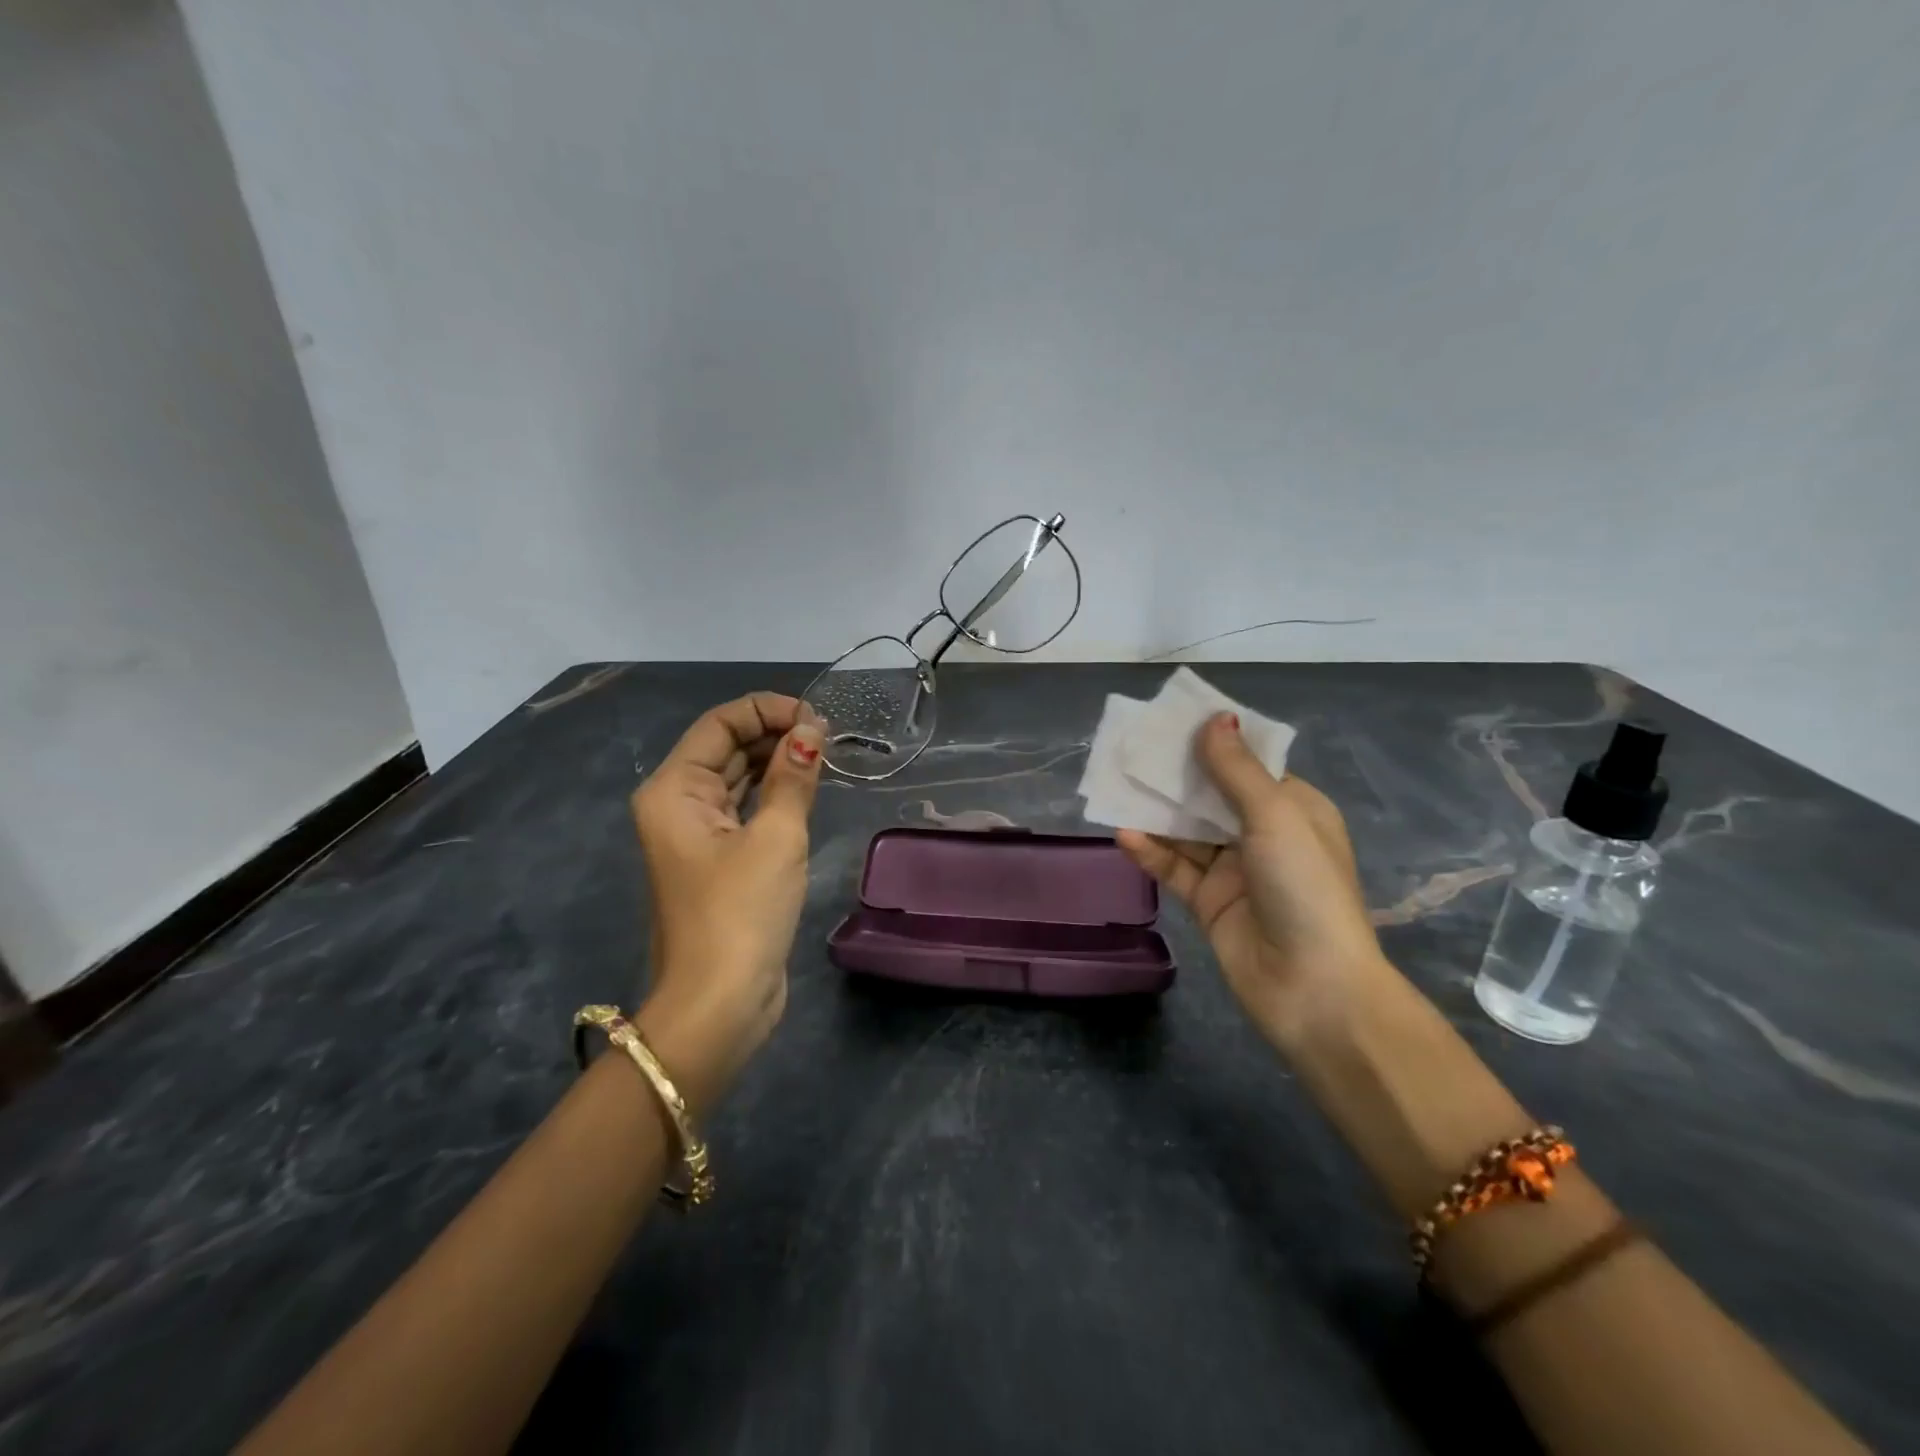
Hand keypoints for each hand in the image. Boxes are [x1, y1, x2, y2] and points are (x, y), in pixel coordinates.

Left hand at [629, 693, 824, 1104]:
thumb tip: (811, 730)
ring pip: (739, 779)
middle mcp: (678, 804)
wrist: (720, 1003)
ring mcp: (697, 834)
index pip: (720, 724)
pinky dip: (776, 795)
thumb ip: (793, 776)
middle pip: (727, 748)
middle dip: (776, 734)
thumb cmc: (741, 912)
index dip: (768, 711)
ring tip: (827, 755)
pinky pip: (747, 810)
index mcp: (675, 789)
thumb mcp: (775, 836)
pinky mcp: (719, 860)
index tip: (818, 719)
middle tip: (831, 737)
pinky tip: (809, 789)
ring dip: (778, 763)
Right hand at [1117, 713, 1385, 1050]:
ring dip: (1156, 812)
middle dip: (1175, 774)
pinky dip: (1150, 852)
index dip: (1213, 741)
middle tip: (1131, 749)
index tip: (1171, 719)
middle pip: (1211, 795)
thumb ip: (1236, 770)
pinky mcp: (1208, 902)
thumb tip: (1214, 717)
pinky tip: (1123, 835)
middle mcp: (1263, 835)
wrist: (1312, 988)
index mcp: (1293, 809)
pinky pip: (1174, 868)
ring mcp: (1233, 870)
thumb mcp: (1275, 817)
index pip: (1248, 765)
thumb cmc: (1304, 888)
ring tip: (1116, 785)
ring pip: (1187, 831)